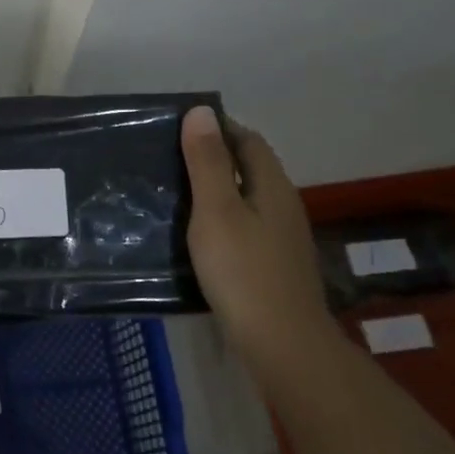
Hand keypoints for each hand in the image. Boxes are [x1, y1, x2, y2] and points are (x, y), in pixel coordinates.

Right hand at [180, 105, 330, 350]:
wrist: (282, 342)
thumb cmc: (242, 270)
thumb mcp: (216, 210)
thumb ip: (207, 162)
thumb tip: (201, 111)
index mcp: (272, 185)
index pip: (248, 140)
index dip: (218, 128)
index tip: (180, 128)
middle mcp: (283, 205)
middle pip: (251, 167)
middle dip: (216, 156)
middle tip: (171, 158)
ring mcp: (283, 237)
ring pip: (249, 197)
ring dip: (219, 188)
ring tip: (178, 192)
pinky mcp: (275, 264)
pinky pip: (247, 225)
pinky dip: (224, 217)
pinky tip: (201, 233)